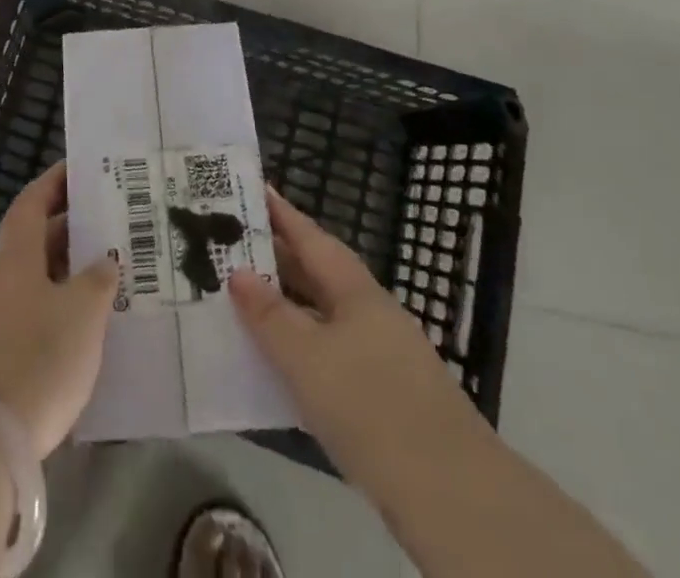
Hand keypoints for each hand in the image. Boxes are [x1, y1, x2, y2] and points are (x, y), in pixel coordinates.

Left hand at [0, 162, 118, 458]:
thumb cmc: (37, 358)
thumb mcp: (82, 313)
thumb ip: (97, 281)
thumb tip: (102, 262)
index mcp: (16, 258)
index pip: (31, 204)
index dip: (52, 183)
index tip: (77, 169)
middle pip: (33, 243)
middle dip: (67, 231)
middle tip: (106, 226)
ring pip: (33, 282)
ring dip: (63, 274)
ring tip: (103, 277)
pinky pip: (29, 317)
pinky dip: (55, 311)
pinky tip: (80, 329)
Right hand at [228, 186, 485, 495]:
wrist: (448, 492)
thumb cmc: (370, 405)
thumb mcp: (307, 358)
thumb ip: (270, 315)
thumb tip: (238, 271)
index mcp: (355, 290)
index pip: (310, 238)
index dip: (281, 213)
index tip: (254, 188)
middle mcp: (369, 311)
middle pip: (316, 273)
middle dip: (277, 257)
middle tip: (231, 241)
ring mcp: (379, 353)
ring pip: (322, 314)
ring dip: (286, 303)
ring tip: (243, 295)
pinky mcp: (381, 394)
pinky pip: (329, 351)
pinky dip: (300, 345)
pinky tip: (276, 359)